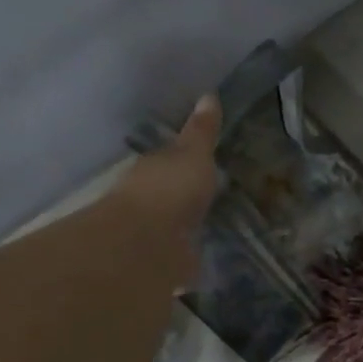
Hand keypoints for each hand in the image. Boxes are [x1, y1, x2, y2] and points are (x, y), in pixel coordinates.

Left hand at [103, 93, 220, 289]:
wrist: (149, 243)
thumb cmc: (169, 190)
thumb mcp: (193, 154)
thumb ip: (202, 132)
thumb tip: (209, 95)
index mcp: (152, 172)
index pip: (168, 163)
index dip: (183, 162)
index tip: (202, 164)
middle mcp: (148, 202)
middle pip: (170, 197)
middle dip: (186, 199)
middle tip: (212, 199)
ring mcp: (154, 236)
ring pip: (174, 228)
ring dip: (186, 230)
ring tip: (213, 232)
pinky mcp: (164, 266)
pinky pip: (181, 259)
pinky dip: (190, 261)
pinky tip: (206, 263)